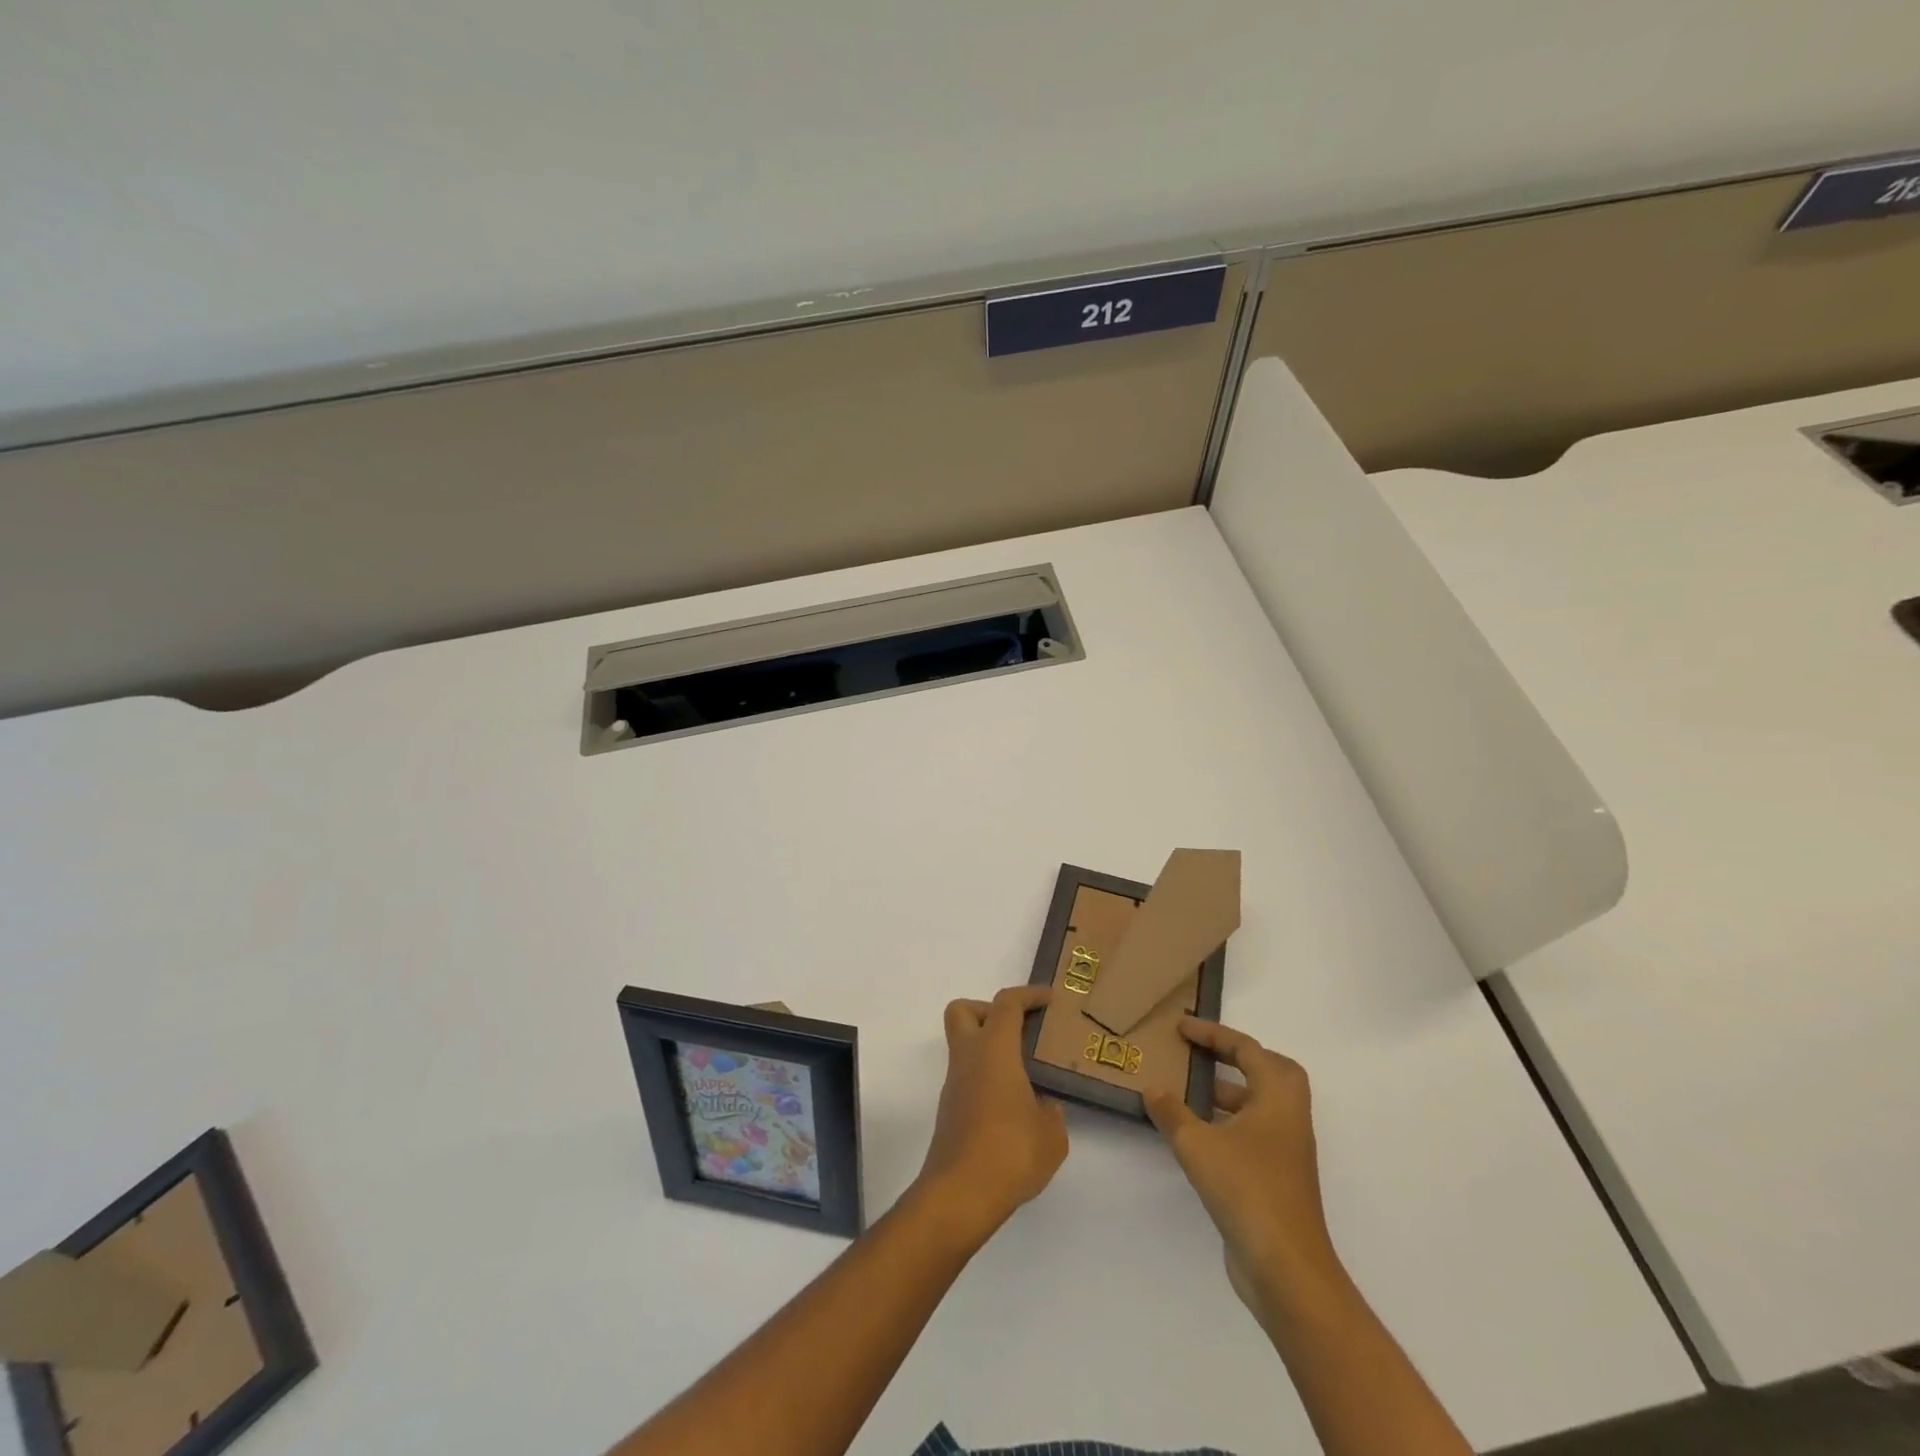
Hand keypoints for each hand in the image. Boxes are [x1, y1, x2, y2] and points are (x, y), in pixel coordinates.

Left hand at [915, 986, 1067, 1245]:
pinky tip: (1013, 1107)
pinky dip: (987, 1078)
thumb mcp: (1052, 1135)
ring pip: (965, 1046)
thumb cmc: (1009, 1153)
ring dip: (991, 1049)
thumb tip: (1043, 1106)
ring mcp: (954, 1085)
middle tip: (1020, 1030)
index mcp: (994, 1050)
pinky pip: (968, 1077)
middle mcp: (968, 1059)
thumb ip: (1052, 1113)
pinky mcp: (950, 1111)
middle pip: (963, 1011)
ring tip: (1025, 1074)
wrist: (959, 1195)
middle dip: (989, 1010)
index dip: (1029, 994)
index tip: (1050, 999)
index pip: (1006, 1004)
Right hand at [1145, 1018, 1338, 1320]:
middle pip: (1271, 1072)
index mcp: (1278, 1099)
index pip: (1247, 1049)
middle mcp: (1289, 1119)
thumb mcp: (1198, 1146)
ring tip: (1188, 1092)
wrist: (1286, 1270)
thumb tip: (1152, 1089)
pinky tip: (1197, 1136)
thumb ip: (1172, 1113)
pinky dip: (1228, 1124)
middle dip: (1238, 1058)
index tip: (1182, 1028)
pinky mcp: (1277, 1180)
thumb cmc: (1247, 1191)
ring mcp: (1286, 1152)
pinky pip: (1254, 1134)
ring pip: (1261, 1106)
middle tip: (1203, 1055)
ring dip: (1229, 1093)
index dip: (1213, 1034)